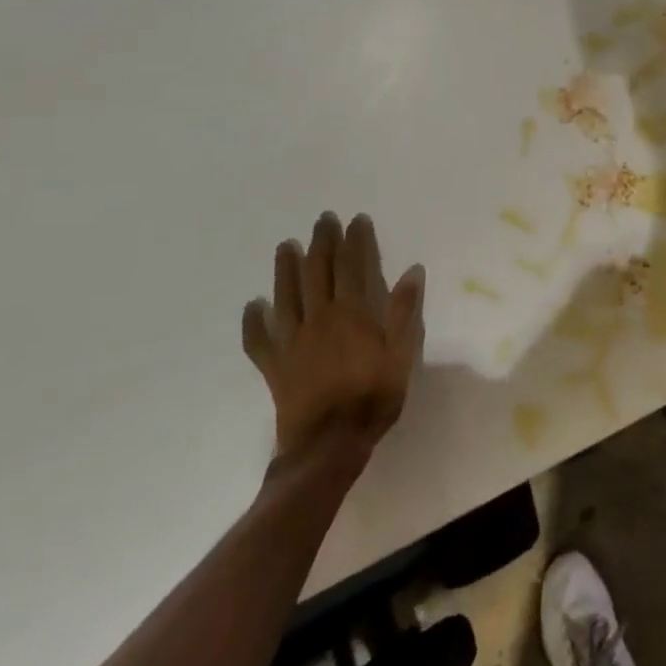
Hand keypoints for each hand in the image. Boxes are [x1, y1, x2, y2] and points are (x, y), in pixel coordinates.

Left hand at [242, 211, 424, 463]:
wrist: (328, 445)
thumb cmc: (373, 396)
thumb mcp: (402, 353)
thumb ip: (404, 310)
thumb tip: (413, 271)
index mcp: (351, 314)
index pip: (352, 267)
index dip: (354, 241)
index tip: (355, 220)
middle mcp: (318, 319)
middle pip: (317, 273)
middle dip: (321, 244)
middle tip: (322, 221)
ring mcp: (292, 342)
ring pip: (286, 296)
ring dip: (286, 269)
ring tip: (286, 246)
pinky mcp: (274, 365)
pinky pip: (259, 339)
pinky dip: (254, 320)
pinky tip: (253, 306)